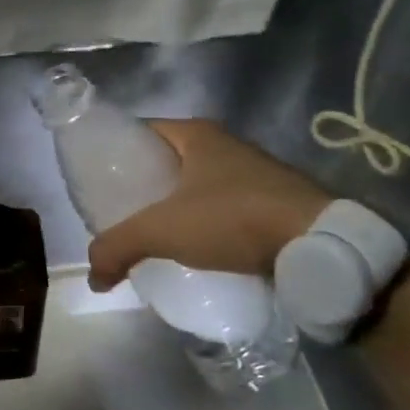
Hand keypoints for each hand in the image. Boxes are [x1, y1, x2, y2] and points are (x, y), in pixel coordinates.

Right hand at [86, 120, 330, 290]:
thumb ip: (118, 247)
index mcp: (196, 134)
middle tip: (116, 213)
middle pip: (164, 160)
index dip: (114, 153)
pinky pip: (219, 206)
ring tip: (147, 234)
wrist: (317, 245)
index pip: (139, 132)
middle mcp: (224, 144)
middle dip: (140, 185)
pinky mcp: (269, 200)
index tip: (96, 182)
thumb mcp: (163, 230)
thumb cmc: (233, 219)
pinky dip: (200, 222)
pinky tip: (189, 248)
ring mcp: (250, 172)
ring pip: (193, 185)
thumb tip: (93, 277)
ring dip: (171, 206)